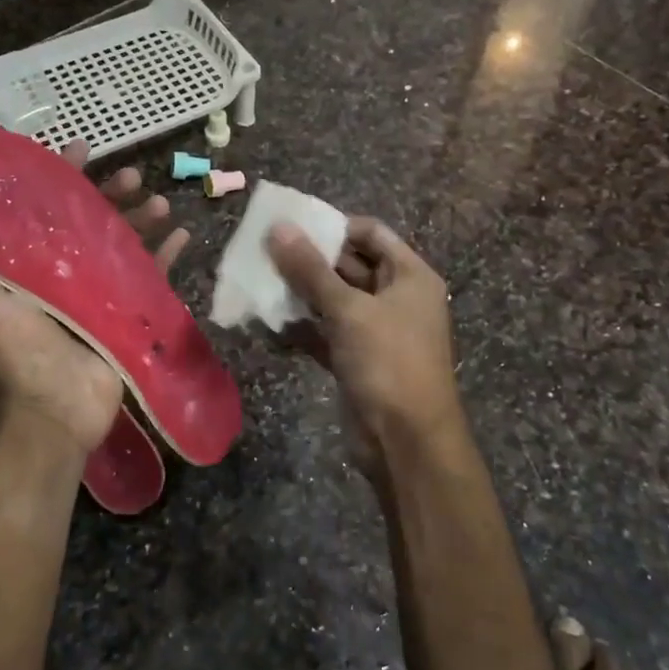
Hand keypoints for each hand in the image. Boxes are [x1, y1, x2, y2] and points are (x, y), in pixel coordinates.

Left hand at [0, 141, 188, 470]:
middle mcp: (66, 272)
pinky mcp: (128, 314)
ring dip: (143, 220)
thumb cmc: (18, 358)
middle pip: (92, 221)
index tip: (81, 149)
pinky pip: (152, 278)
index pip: (46, 209)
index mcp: (31, 265)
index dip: (62, 177)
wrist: (56, 416)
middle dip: (112, 194)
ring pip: (125, 244)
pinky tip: (183, 236)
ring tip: (161, 204)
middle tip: (131, 175)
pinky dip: (168, 257)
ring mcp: (101, 293)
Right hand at [266, 217, 466, 460]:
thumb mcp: (348, 310)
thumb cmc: (388, 362)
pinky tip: (267, 321)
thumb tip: (278, 228)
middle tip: (264, 251)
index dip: (334, 226)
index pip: (371, 233)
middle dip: (309, 260)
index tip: (292, 227)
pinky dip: (301, 327)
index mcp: (409, 276)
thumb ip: (310, 269)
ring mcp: (376, 331)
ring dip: (300, 293)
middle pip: (350, 265)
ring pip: (334, 300)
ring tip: (258, 281)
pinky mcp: (357, 359)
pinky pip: (326, 332)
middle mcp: (396, 297)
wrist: (406, 442)